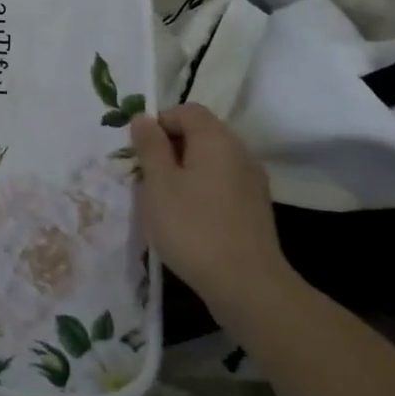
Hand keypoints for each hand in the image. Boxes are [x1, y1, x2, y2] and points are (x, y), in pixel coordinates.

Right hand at [131, 104, 291, 322]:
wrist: (246, 285)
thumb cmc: (193, 227)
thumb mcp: (159, 183)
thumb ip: (150, 146)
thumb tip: (144, 118)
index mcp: (216, 139)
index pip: (186, 110)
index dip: (159, 122)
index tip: (139, 150)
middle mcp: (239, 152)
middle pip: (201, 133)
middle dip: (169, 147)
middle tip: (146, 175)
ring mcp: (251, 181)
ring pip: (211, 160)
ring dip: (184, 170)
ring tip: (163, 199)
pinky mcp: (254, 207)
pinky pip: (221, 183)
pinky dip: (201, 189)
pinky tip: (187, 217)